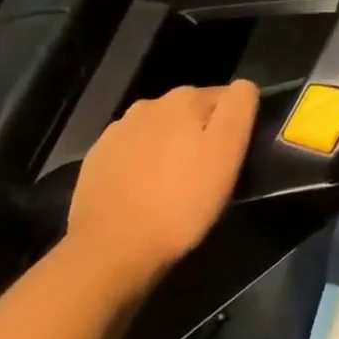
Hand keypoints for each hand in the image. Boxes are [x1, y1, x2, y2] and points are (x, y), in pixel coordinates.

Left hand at [66, 82, 259, 288]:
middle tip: (204, 175)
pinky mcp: (96, 160)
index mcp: (185, 98)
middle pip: (191, 112)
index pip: (227, 98)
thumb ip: (240, 106)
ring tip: (172, 186)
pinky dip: (142, 164)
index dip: (233, 127)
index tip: (229, 158)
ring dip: (171, 148)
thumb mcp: (228, 151)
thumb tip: (243, 87)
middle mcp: (150, 104)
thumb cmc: (180, 201)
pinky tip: (143, 193)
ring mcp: (118, 131)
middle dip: (200, 135)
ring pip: (161, 131)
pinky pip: (132, 152)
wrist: (108, 252)